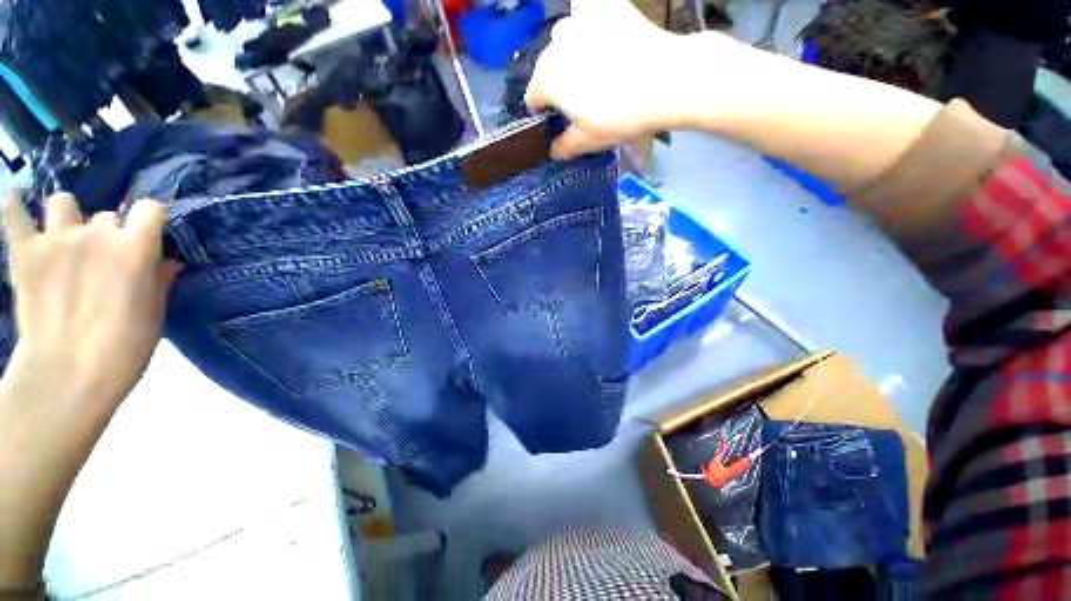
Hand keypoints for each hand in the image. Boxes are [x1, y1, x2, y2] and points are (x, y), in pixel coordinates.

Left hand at [3, 194, 178, 401]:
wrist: (68, 376)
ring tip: (63, 238)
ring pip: (62, 202)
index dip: (149, 220)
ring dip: (66, 217)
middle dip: (107, 233)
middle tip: (103, 259)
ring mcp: (56, 239)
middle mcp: (97, 234)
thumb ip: (158, 280)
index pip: (149, 209)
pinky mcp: (24, 250)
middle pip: (106, 216)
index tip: (147, 237)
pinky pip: (13, 209)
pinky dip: (15, 207)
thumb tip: (166, 262)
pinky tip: (18, 211)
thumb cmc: (124, 348)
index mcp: (135, 248)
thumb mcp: (154, 314)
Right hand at [524, 0, 743, 158]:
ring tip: (592, 68)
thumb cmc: (620, 116)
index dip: (542, 110)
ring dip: (568, 54)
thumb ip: (565, 147)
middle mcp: (555, 46)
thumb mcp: (589, 140)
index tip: (556, 118)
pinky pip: (587, 17)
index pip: (533, 96)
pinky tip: (606, 43)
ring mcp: (579, 22)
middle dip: (555, 83)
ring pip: (563, 39)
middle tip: (578, 97)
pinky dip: (590, 30)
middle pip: (546, 67)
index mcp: (547, 81)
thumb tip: (554, 150)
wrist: (665, 80)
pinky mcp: (605, 7)